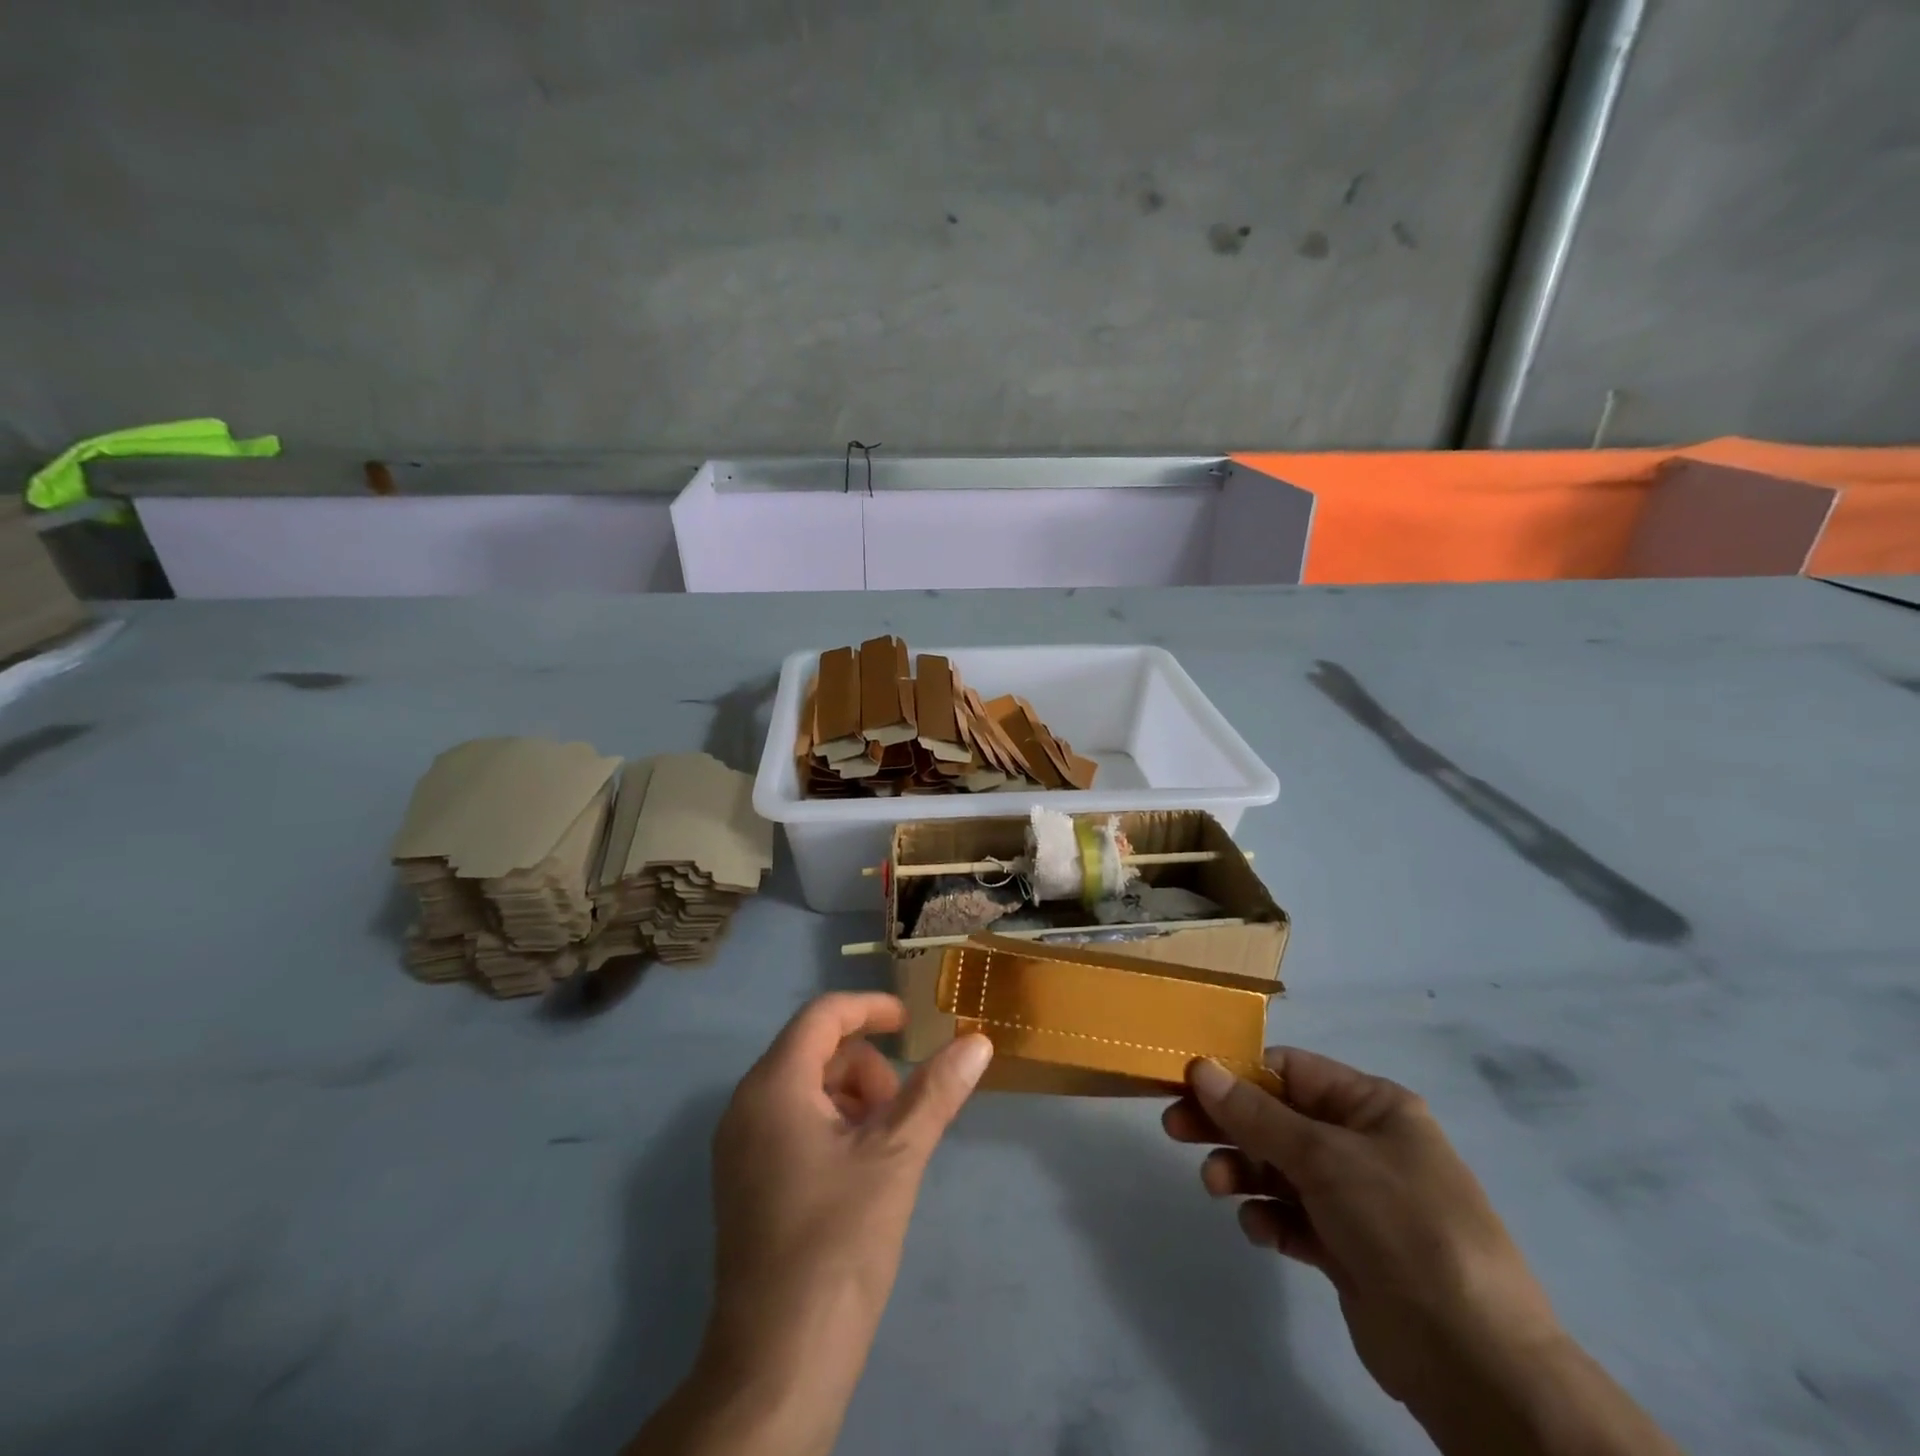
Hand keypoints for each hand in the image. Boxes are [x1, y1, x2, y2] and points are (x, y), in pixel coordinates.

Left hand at [630, 993, 991, 1455]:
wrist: (778, 1363)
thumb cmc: (838, 1243)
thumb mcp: (897, 1157)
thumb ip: (936, 1091)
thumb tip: (977, 1041)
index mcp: (773, 1086)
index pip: (822, 1015)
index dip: (870, 1009)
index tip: (912, 1022)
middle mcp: (746, 1105)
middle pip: (814, 1050)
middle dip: (866, 1066)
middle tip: (903, 1110)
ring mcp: (740, 1146)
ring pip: (805, 1088)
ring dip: (853, 1098)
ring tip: (886, 1146)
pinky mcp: (745, 1181)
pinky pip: (792, 1122)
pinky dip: (832, 1125)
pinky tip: (860, 1170)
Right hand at [1165, 1049, 1563, 1427]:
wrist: (1474, 1362)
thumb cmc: (1402, 1226)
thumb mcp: (1324, 1157)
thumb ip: (1256, 1113)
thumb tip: (1201, 1067)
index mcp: (1372, 1106)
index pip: (1291, 1071)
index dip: (1239, 1073)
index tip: (1188, 1082)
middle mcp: (1363, 1144)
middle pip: (1277, 1118)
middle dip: (1228, 1123)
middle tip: (1173, 1128)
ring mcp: (1356, 1198)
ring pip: (1279, 1167)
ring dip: (1242, 1171)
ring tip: (1216, 1187)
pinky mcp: (1347, 1248)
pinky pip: (1292, 1216)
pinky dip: (1270, 1217)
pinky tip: (1260, 1230)